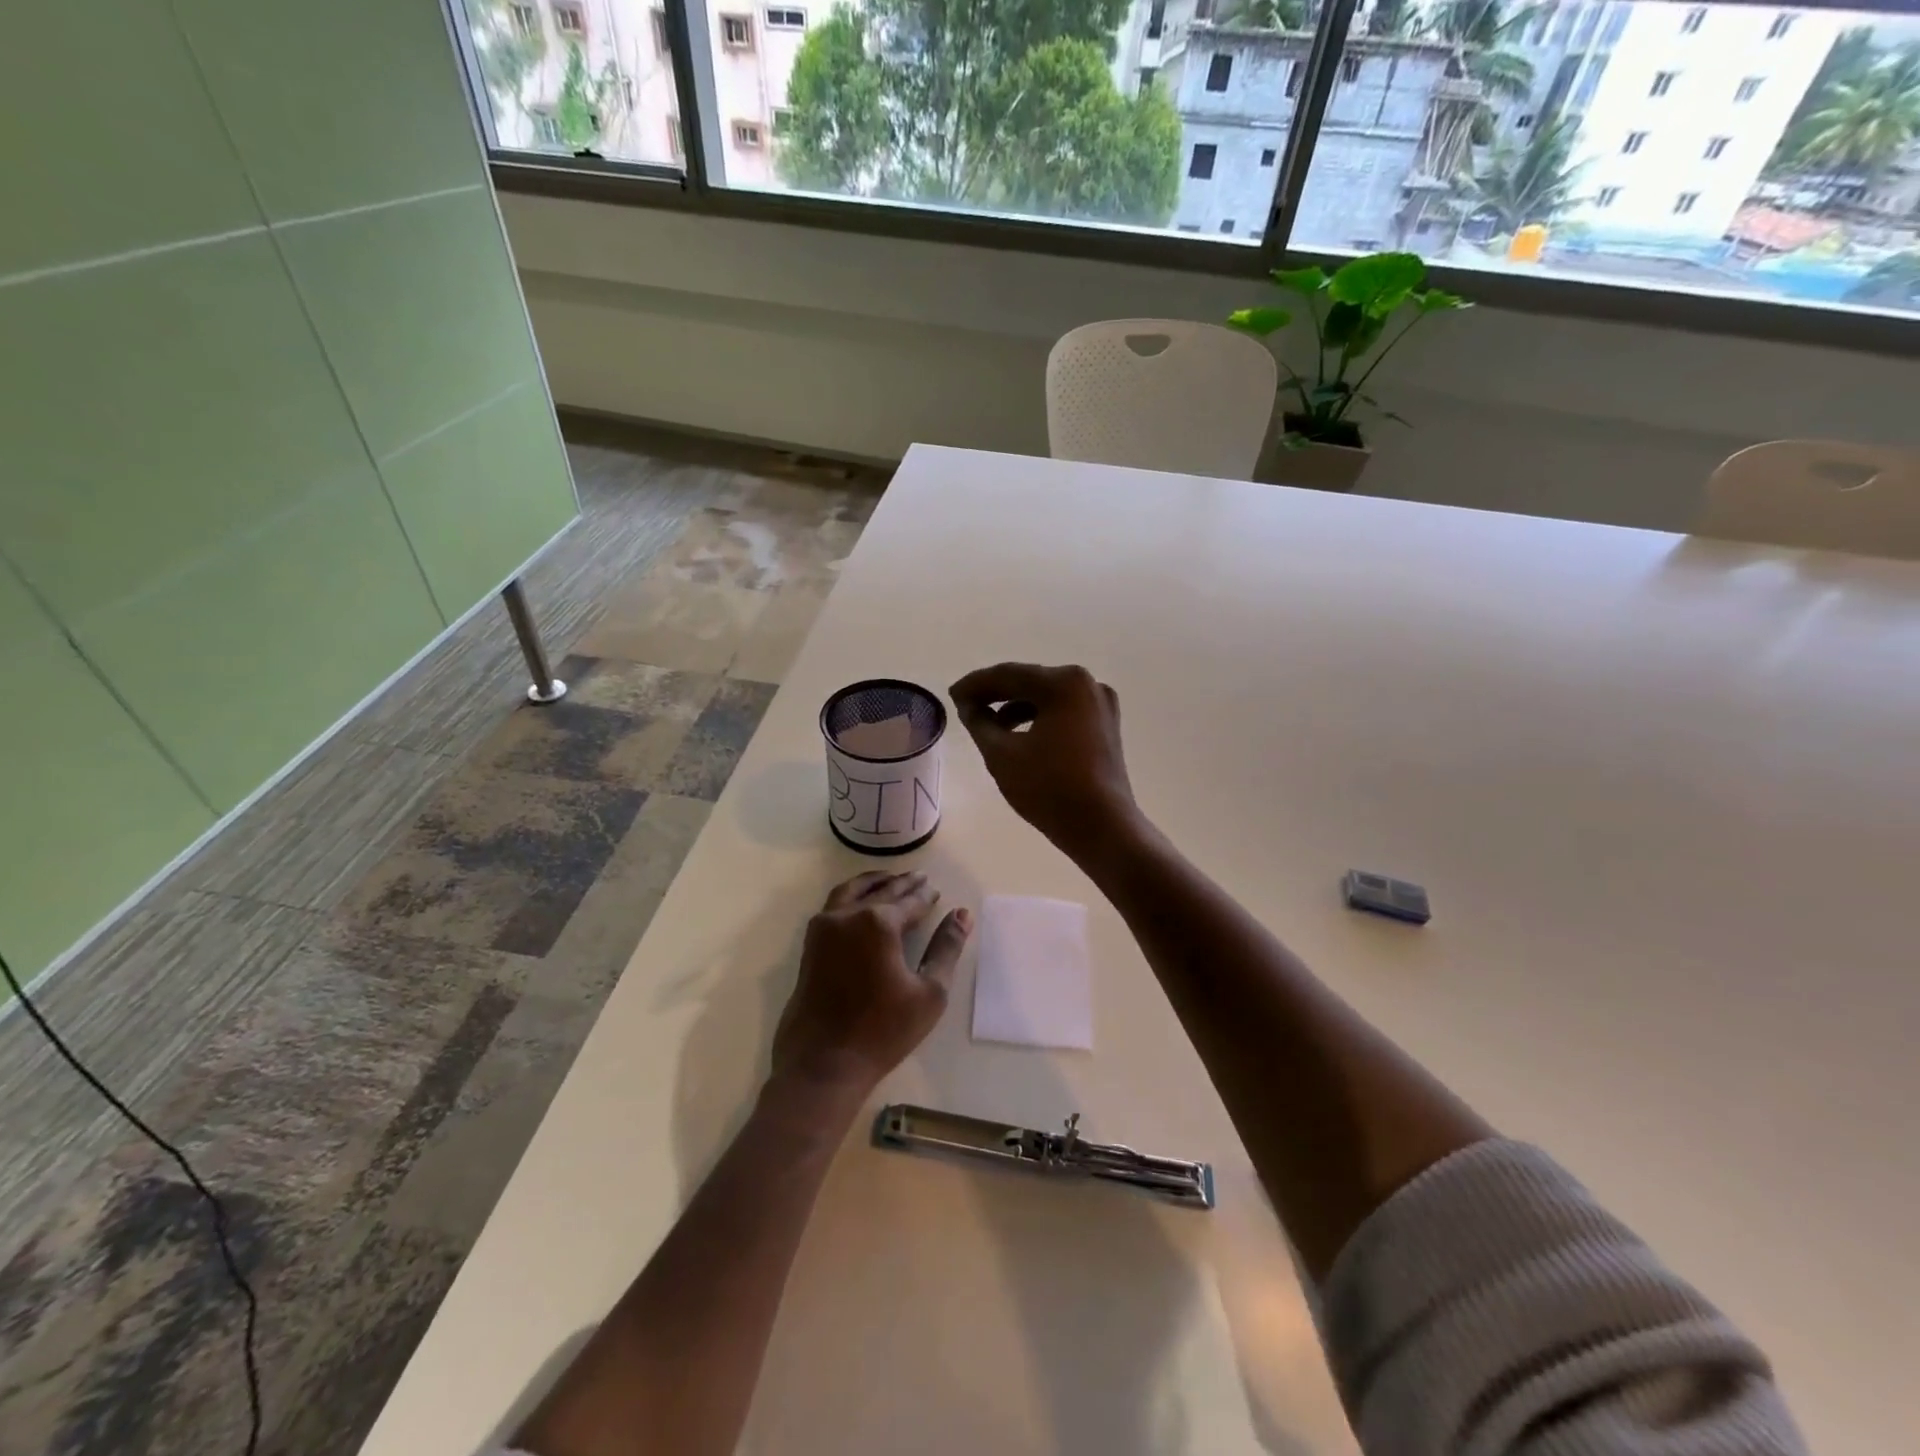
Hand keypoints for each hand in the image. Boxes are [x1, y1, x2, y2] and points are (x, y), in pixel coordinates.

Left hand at [770, 871, 971, 1099]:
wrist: (822, 1062)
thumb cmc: (882, 1031)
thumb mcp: (929, 993)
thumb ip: (946, 948)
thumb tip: (961, 915)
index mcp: (879, 923)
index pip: (910, 901)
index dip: (925, 896)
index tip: (936, 890)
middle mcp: (848, 916)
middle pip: (881, 891)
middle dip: (902, 884)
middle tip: (919, 877)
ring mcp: (824, 928)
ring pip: (850, 891)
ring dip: (873, 883)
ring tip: (889, 880)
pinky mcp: (810, 945)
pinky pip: (834, 905)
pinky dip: (852, 896)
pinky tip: (861, 903)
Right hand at [949, 663, 1137, 861]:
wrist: (1102, 827)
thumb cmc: (1049, 788)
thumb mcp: (1002, 754)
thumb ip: (979, 722)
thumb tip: (969, 705)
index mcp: (1064, 683)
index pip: (1009, 675)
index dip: (976, 684)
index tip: (952, 695)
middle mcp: (1087, 684)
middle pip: (1030, 682)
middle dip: (996, 694)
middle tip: (964, 705)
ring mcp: (1101, 705)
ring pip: (1047, 697)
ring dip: (1015, 707)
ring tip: (987, 724)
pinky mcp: (1104, 726)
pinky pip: (1063, 712)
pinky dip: (1038, 718)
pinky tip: (1017, 735)